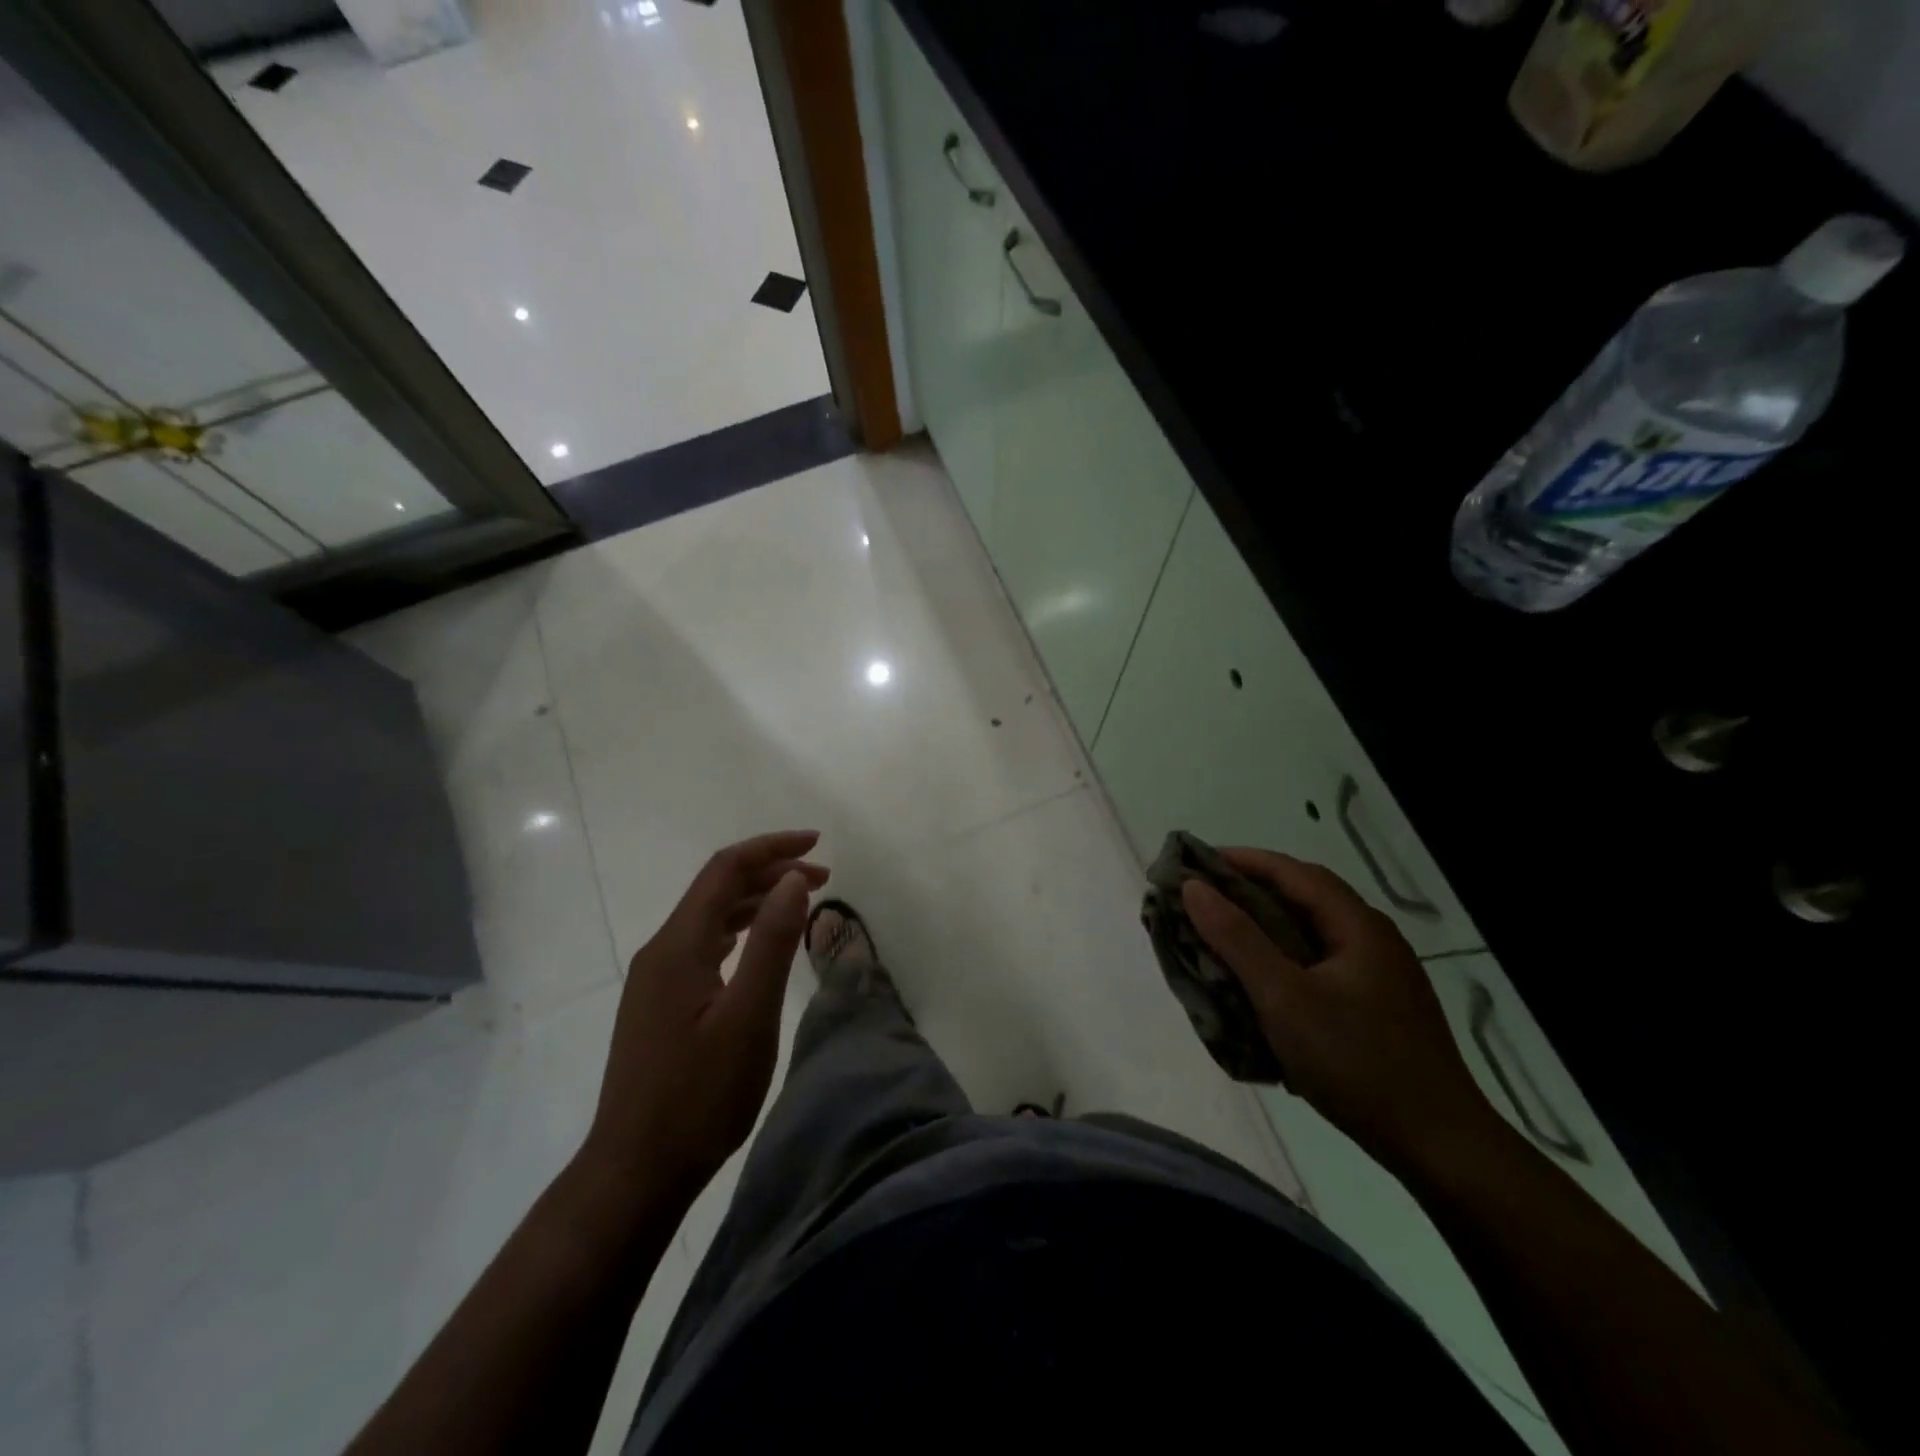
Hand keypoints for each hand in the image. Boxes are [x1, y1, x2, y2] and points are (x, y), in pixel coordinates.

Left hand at [583, 831, 828, 1196]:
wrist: (636, 1171)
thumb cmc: (699, 1096)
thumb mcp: (748, 1017)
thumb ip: (772, 942)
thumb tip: (792, 879)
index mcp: (679, 945)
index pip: (726, 869)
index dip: (772, 847)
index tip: (818, 843)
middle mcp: (662, 950)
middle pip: (717, 888)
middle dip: (771, 871)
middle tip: (824, 876)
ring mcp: (656, 978)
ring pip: (710, 916)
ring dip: (757, 899)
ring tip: (802, 901)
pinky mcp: (660, 1002)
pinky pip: (704, 943)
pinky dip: (740, 929)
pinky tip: (760, 944)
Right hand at [1182, 850, 1496, 1178]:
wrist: (1440, 1147)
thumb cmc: (1356, 1062)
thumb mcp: (1284, 998)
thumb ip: (1237, 939)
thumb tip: (1194, 887)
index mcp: (1357, 925)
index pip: (1292, 871)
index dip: (1241, 860)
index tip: (1195, 863)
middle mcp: (1373, 938)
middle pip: (1305, 896)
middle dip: (1251, 889)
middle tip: (1203, 897)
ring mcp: (1381, 973)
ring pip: (1313, 931)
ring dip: (1267, 923)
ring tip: (1223, 933)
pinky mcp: (1378, 1004)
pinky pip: (1321, 961)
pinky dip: (1284, 955)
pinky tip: (1264, 979)